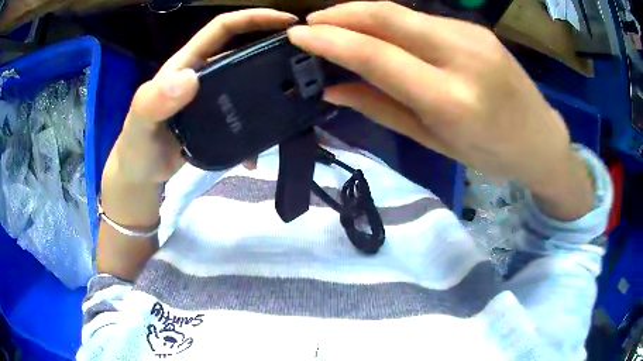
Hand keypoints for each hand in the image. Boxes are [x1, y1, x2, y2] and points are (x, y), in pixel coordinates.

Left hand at [106, 9, 296, 184]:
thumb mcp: (140, 123)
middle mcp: (204, 74)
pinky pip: (247, 114)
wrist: (142, 171)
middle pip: (244, 50)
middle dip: (274, 46)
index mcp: (188, 63)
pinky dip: (260, 126)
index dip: (253, 18)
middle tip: (306, 57)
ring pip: (250, 82)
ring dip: (274, 86)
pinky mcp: (220, 120)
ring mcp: (214, 98)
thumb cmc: (136, 145)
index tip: (287, 21)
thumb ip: (154, 101)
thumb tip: (189, 79)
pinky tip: (265, 146)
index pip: (222, 28)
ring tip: (300, 97)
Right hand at [287, 2, 572, 191]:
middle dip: (340, 14)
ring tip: (338, 27)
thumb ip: (382, 109)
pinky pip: (422, 18)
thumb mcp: (435, 142)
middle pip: (386, 16)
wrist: (541, 139)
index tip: (297, 35)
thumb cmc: (491, 154)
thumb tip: (332, 89)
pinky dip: (391, 21)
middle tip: (311, 23)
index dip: (330, 40)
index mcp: (451, 99)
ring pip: (402, 12)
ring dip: (361, 14)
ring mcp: (472, 35)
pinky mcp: (475, 28)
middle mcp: (461, 56)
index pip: (376, 55)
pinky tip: (381, 33)